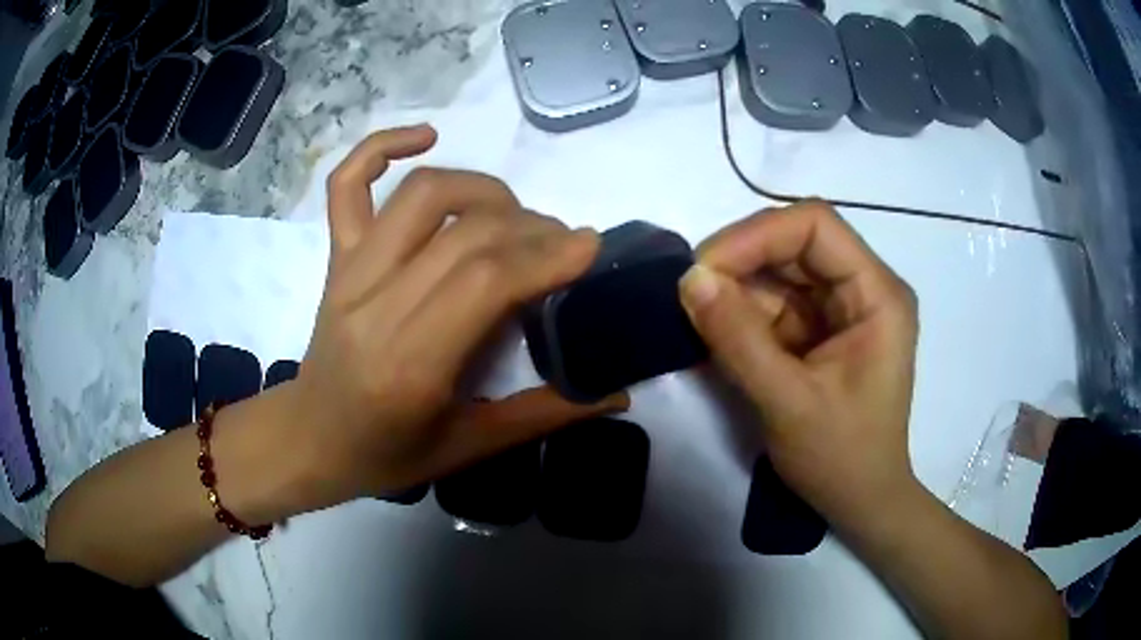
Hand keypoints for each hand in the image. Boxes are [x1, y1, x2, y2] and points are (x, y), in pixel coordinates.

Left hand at [280, 126, 627, 508]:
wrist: (309, 440)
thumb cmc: (385, 454)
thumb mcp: (468, 448)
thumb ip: (544, 416)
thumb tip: (617, 392)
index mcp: (412, 364)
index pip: (486, 281)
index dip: (546, 253)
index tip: (590, 245)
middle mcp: (376, 306)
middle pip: (464, 232)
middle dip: (531, 227)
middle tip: (562, 243)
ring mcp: (349, 272)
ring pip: (420, 195)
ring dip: (481, 188)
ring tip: (512, 213)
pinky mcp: (335, 258)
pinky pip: (348, 185)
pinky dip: (382, 147)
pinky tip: (425, 137)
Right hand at [679, 201, 918, 529]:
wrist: (860, 502)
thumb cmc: (841, 458)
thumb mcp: (789, 403)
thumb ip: (739, 340)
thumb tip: (688, 279)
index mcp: (877, 295)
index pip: (816, 226)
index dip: (757, 235)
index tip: (704, 268)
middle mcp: (864, 289)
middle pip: (795, 243)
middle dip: (740, 261)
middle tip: (690, 291)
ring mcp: (842, 309)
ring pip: (780, 272)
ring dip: (736, 291)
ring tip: (697, 318)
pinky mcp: (821, 330)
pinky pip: (776, 305)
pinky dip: (742, 316)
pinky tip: (716, 335)